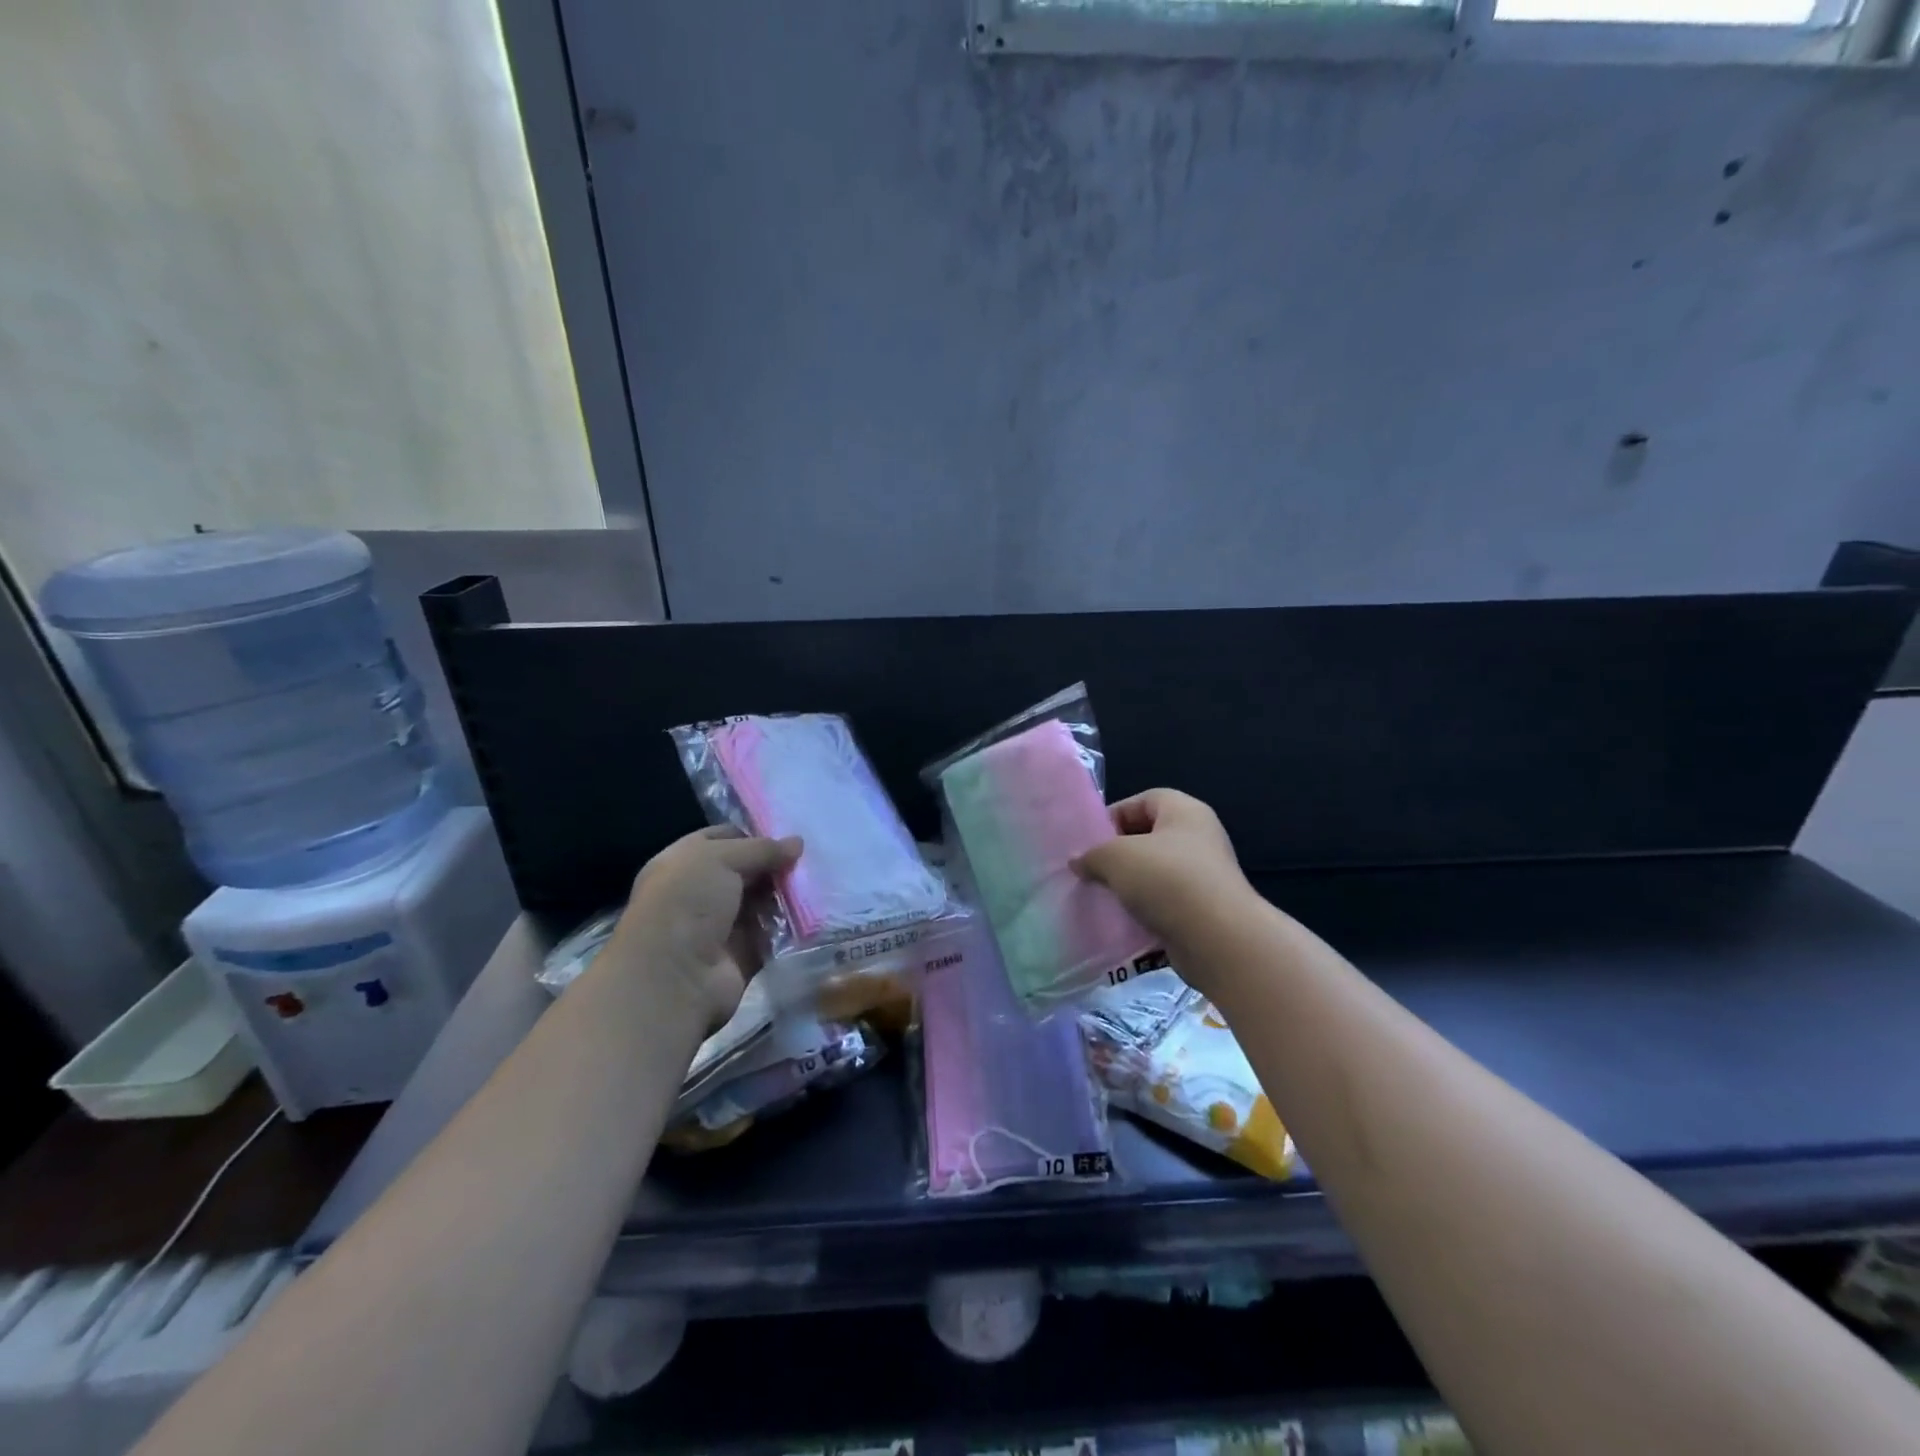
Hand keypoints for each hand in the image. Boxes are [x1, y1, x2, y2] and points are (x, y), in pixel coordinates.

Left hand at [602, 827, 801, 1030]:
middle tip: (812, 858)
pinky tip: (817, 912)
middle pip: (748, 871)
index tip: (788, 835)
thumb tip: (797, 843)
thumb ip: (761, 848)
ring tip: (820, 882)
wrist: (674, 977)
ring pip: (763, 902)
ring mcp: (721, 925)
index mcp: (684, 863)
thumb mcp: (720, 858)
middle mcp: (700, 892)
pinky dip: (792, 926)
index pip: (722, 839)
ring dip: (788, 894)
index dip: (753, 835)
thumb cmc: (687, 903)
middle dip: (776, 865)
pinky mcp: (743, 954)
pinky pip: (773, 934)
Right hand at [1072, 789, 1252, 958]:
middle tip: (1091, 870)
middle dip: (1118, 854)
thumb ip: (1092, 855)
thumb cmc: (1167, 880)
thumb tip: (1078, 862)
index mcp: (1184, 812)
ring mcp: (1203, 877)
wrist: (1218, 940)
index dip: (1114, 815)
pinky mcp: (1202, 912)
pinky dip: (1143, 912)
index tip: (1090, 840)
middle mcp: (1198, 838)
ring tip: (1101, 898)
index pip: (1143, 800)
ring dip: (1128, 886)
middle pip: (1148, 838)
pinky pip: (1164, 905)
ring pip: (1154, 875)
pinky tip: (1121, 923)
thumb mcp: (1116, 857)